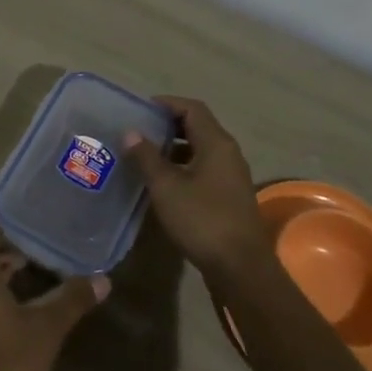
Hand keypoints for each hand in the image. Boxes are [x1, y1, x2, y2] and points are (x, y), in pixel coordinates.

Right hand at [124, 96, 272, 286]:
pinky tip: (164, 183)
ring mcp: (232, 175)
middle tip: (140, 132)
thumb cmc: (202, 219)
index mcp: (216, 142)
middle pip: (198, 126)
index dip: (167, 104)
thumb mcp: (166, 187)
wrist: (240, 266)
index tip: (141, 110)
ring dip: (175, 149)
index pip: (192, 108)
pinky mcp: (230, 195)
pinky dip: (185, 167)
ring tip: (146, 156)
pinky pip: (205, 169)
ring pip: (201, 149)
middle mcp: (228, 152)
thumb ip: (147, 157)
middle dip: (169, 126)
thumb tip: (131, 132)